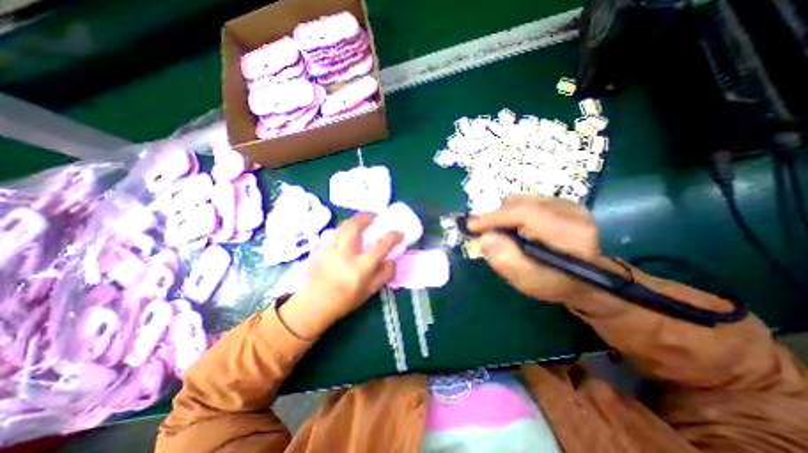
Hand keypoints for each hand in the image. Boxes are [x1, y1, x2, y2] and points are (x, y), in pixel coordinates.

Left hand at [280, 215, 401, 338]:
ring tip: (362, 221)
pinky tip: (348, 234)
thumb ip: (384, 274)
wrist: (315, 305)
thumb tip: (392, 260)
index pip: (381, 246)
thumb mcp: (370, 291)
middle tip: (374, 216)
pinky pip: (336, 232)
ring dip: (355, 220)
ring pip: (343, 226)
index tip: (399, 233)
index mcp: (361, 267)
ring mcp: (331, 249)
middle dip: (367, 217)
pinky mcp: (321, 249)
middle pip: (356, 226)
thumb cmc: (345, 300)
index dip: (393, 236)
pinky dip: (345, 228)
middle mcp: (346, 254)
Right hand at [464, 195, 601, 304]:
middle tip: (485, 233)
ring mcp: (569, 204)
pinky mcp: (563, 203)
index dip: (495, 217)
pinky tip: (518, 230)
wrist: (585, 279)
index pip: (526, 213)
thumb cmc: (556, 284)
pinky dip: (514, 214)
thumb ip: (506, 261)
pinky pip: (526, 202)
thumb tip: (485, 238)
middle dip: (497, 218)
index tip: (471, 225)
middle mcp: (573, 212)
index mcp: (571, 233)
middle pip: (521, 204)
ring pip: (521, 201)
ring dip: (505, 216)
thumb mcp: (529, 281)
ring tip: (505, 235)